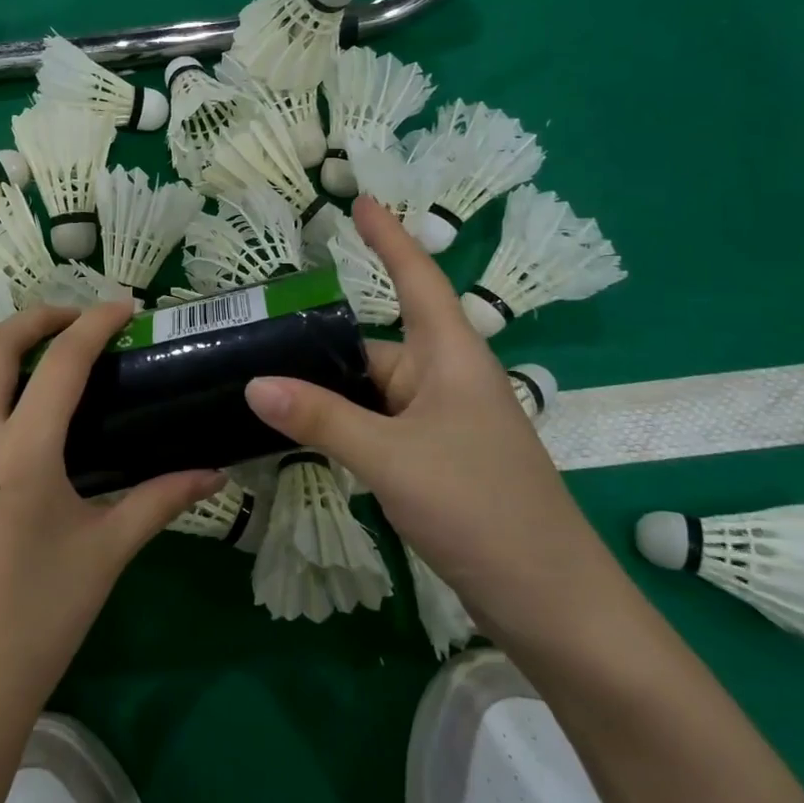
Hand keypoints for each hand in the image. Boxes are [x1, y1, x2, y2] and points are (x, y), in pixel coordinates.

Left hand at [0, 302, 221, 732]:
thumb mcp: (107, 552)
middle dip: (36, 319)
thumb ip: (161, 500)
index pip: (65, 362)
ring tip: (4, 344)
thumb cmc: (39, 621)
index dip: (96, 324)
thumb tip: (215, 471)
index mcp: (25, 453)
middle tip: (68, 323)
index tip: (122, 310)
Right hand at [243, 197, 617, 641]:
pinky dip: (340, 427)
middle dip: (320, 344)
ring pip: (371, 393)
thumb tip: (255, 383)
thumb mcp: (392, 459)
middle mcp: (446, 380)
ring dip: (325, 393)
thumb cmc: (481, 509)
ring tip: (259, 383)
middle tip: (252, 336)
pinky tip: (299, 434)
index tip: (358, 200)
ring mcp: (440, 425)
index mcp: (451, 357)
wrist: (551, 602)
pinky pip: (376, 428)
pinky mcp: (434, 463)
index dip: (388, 237)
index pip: (417, 277)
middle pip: (374, 345)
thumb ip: (323, 419)